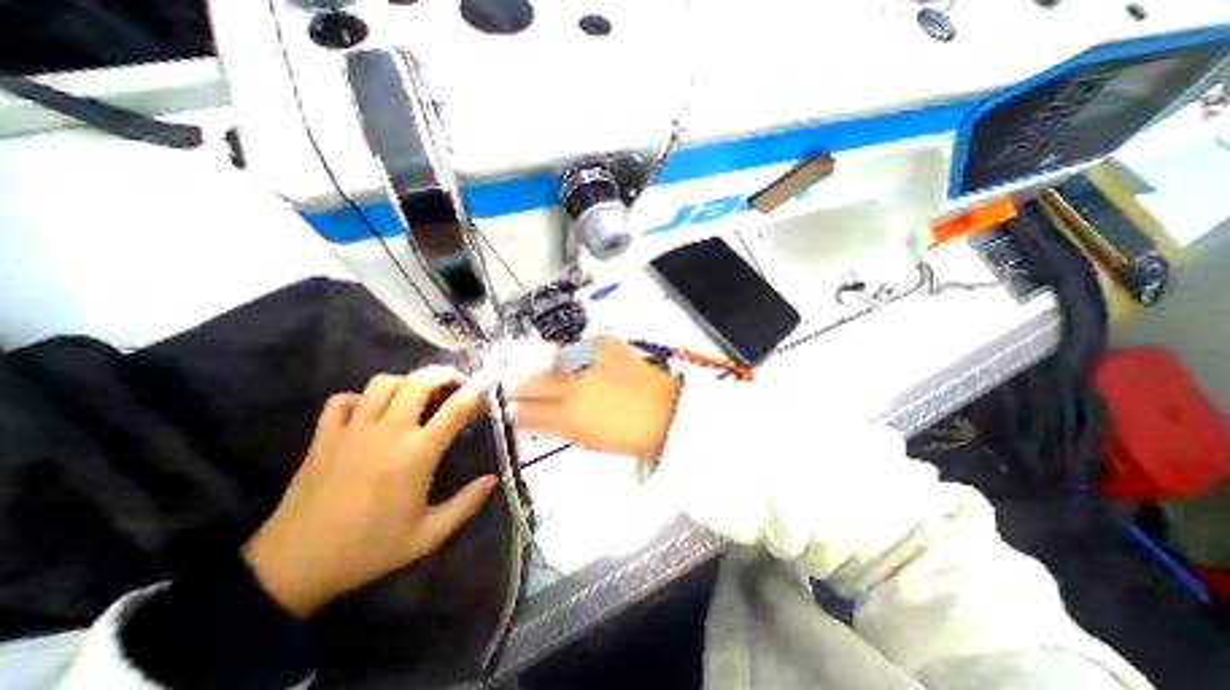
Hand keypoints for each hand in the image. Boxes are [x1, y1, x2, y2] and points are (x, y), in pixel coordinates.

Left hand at [244, 368, 499, 616]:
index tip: (491, 374)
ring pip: (383, 383)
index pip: (456, 409)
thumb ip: (466, 504)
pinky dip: (361, 398)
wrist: (291, 569)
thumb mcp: (428, 535)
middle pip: (418, 382)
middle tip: (455, 383)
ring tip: (417, 396)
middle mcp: (387, 432)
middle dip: (442, 374)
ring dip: (406, 382)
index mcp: (417, 454)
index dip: (478, 387)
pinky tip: (371, 411)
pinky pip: (343, 400)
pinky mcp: (324, 437)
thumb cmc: (369, 550)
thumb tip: (493, 480)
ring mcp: (352, 431)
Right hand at [510, 335, 683, 454]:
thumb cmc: (631, 434)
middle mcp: (575, 385)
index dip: (517, 412)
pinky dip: (577, 355)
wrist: (666, 409)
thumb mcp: (591, 441)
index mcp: (571, 415)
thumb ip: (561, 428)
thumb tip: (540, 419)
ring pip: (554, 363)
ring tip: (546, 375)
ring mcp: (590, 361)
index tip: (511, 410)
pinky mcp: (606, 344)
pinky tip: (580, 362)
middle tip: (514, 388)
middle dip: (519, 387)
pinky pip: (581, 347)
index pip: (530, 412)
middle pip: (535, 383)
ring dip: (546, 371)